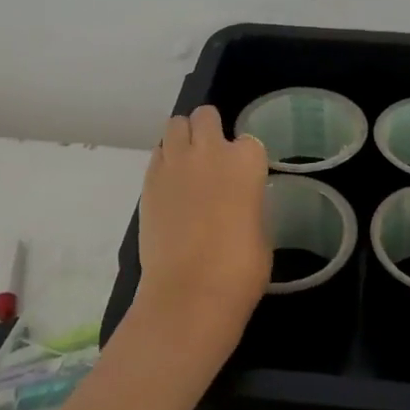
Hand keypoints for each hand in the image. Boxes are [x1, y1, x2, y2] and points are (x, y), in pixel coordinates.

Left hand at [136, 105, 271, 344]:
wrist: (190, 292)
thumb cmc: (240, 269)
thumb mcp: (261, 230)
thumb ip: (250, 203)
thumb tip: (238, 200)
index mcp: (246, 162)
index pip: (249, 141)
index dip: (246, 159)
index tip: (244, 178)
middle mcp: (209, 151)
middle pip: (206, 116)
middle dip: (210, 130)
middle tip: (212, 158)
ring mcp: (174, 163)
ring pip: (175, 125)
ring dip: (184, 137)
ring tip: (188, 164)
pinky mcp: (148, 180)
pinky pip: (158, 153)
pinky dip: (165, 160)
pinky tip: (171, 185)